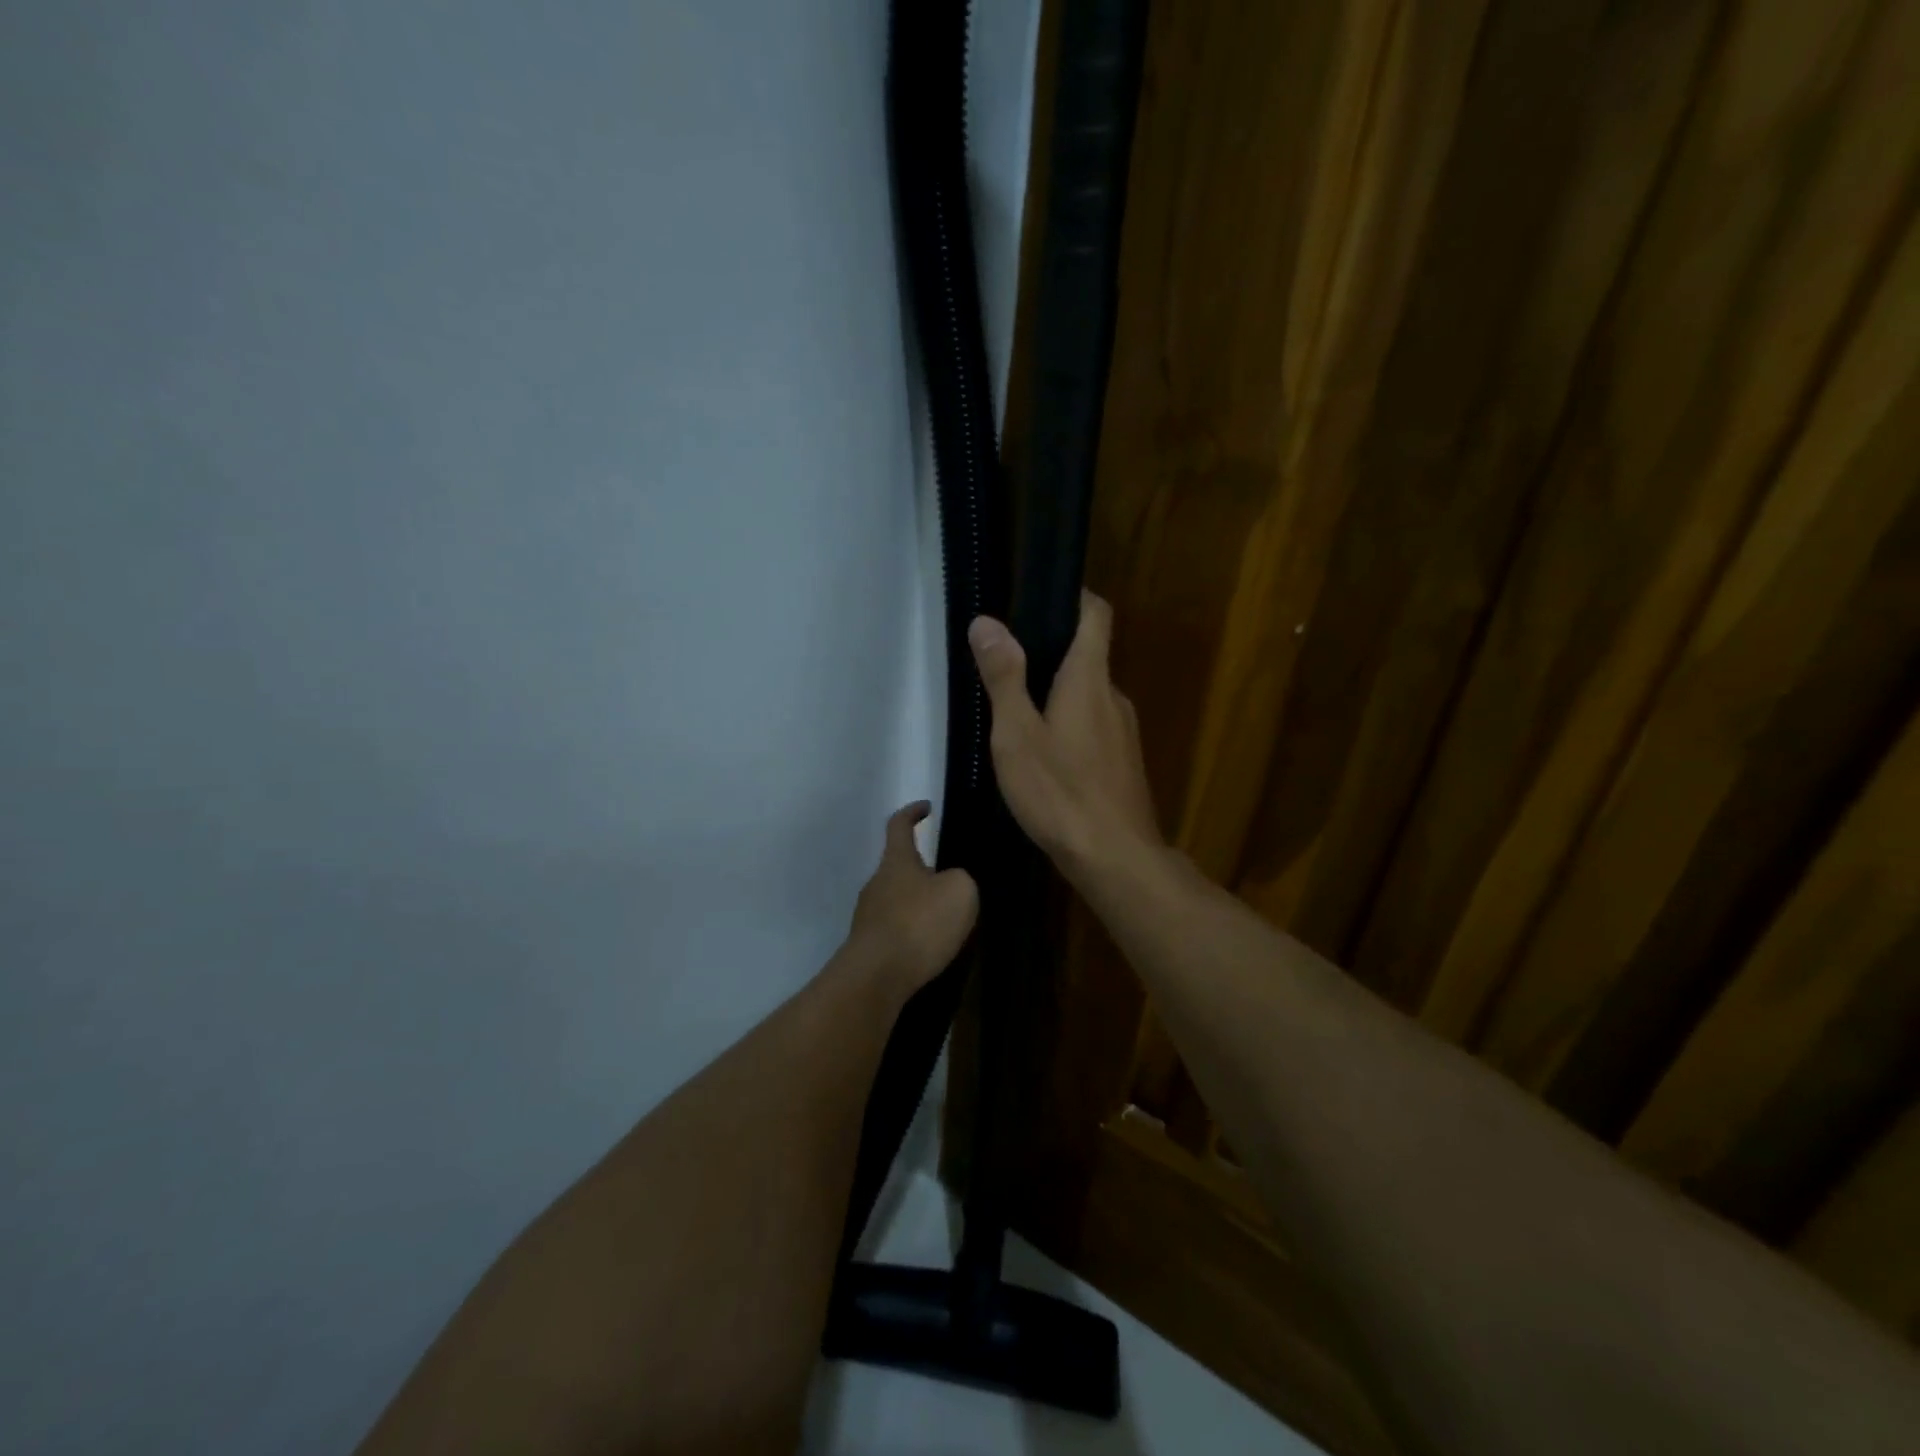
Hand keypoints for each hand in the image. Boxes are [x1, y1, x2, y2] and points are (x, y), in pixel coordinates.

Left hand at [847, 801, 978, 990]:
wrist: (877, 977)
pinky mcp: (868, 946)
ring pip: (897, 901)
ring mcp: (868, 916)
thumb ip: (960, 879)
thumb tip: (950, 883)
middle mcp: (876, 883)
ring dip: (919, 906)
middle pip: (899, 867)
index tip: (926, 808)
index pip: (899, 825)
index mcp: (896, 861)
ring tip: (945, 922)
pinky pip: (895, 930)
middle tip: (951, 885)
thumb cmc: (919, 924)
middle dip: (923, 871)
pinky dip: (912, 933)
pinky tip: (929, 950)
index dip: (912, 812)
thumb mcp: (960, 891)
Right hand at [967, 593, 1161, 885]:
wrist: (1115, 859)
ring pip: (1088, 697)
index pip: (1095, 615)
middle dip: (1050, 654)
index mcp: (1089, 679)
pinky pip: (1094, 728)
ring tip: (1016, 716)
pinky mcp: (1124, 764)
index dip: (1074, 596)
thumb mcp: (1017, 734)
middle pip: (1088, 656)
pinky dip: (1070, 727)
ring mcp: (1124, 733)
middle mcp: (1113, 697)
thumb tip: (986, 622)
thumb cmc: (1060, 792)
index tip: (1040, 597)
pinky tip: (1043, 758)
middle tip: (1004, 667)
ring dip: (1058, 695)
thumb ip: (1003, 677)